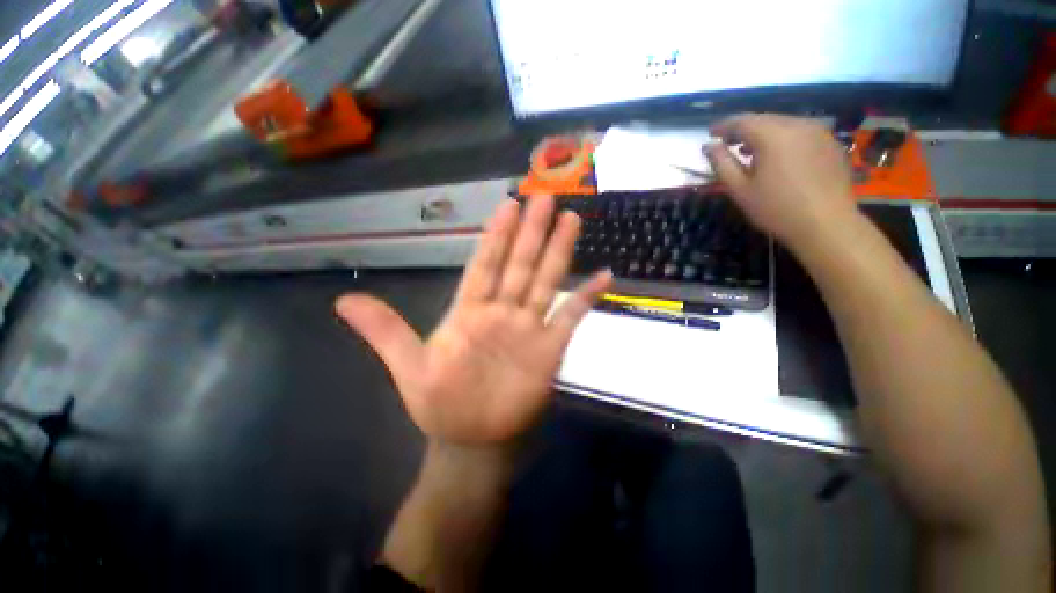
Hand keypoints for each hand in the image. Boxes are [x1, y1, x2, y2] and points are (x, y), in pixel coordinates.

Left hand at [336, 196, 611, 447]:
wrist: (471, 439)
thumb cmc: (440, 403)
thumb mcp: (408, 366)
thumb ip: (385, 331)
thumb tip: (342, 302)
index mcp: (469, 310)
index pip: (485, 263)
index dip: (496, 235)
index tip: (509, 205)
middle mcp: (502, 310)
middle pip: (519, 264)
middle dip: (532, 232)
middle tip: (545, 197)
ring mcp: (529, 327)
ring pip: (546, 281)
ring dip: (558, 252)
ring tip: (571, 221)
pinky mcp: (550, 347)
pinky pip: (571, 317)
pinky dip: (587, 298)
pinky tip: (603, 276)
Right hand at [705, 114, 859, 252]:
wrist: (826, 224)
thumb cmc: (776, 208)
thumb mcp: (740, 189)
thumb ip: (722, 164)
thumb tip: (709, 146)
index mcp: (773, 135)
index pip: (742, 121)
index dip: (723, 125)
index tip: (710, 133)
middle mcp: (798, 125)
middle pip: (764, 119)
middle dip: (744, 128)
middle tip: (728, 142)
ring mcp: (819, 132)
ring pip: (784, 124)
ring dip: (764, 133)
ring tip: (750, 150)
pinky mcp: (831, 144)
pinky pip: (801, 133)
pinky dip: (784, 139)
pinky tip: (778, 157)